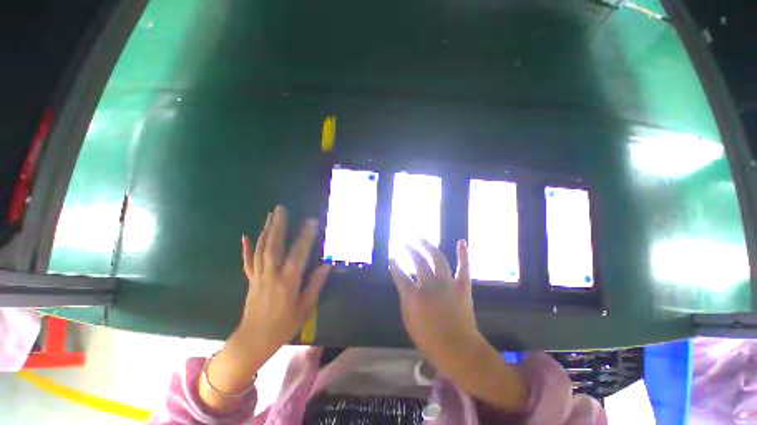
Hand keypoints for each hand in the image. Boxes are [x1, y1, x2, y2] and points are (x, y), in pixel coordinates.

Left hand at [236, 205, 330, 366]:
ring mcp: (258, 276)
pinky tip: (245, 236)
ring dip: (266, 230)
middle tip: (281, 209)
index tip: (311, 221)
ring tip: (271, 215)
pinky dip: (246, 248)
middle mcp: (271, 275)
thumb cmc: (283, 326)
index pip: (298, 254)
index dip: (305, 237)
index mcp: (287, 282)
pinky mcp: (251, 280)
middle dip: (278, 225)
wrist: (253, 341)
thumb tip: (327, 266)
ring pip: (261, 249)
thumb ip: (315, 284)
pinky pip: (248, 261)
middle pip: (274, 246)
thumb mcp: (305, 308)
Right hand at [390, 239, 527, 411]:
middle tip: (405, 243)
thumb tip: (404, 285)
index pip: (400, 275)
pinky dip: (463, 254)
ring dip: (428, 245)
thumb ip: (405, 301)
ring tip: (421, 237)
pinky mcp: (462, 286)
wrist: (460, 350)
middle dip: (410, 249)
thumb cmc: (430, 340)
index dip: (395, 265)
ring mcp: (448, 284)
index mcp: (415, 296)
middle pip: (418, 261)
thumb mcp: (409, 323)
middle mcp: (430, 285)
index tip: (392, 257)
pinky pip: (464, 267)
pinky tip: (462, 242)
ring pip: (438, 258)